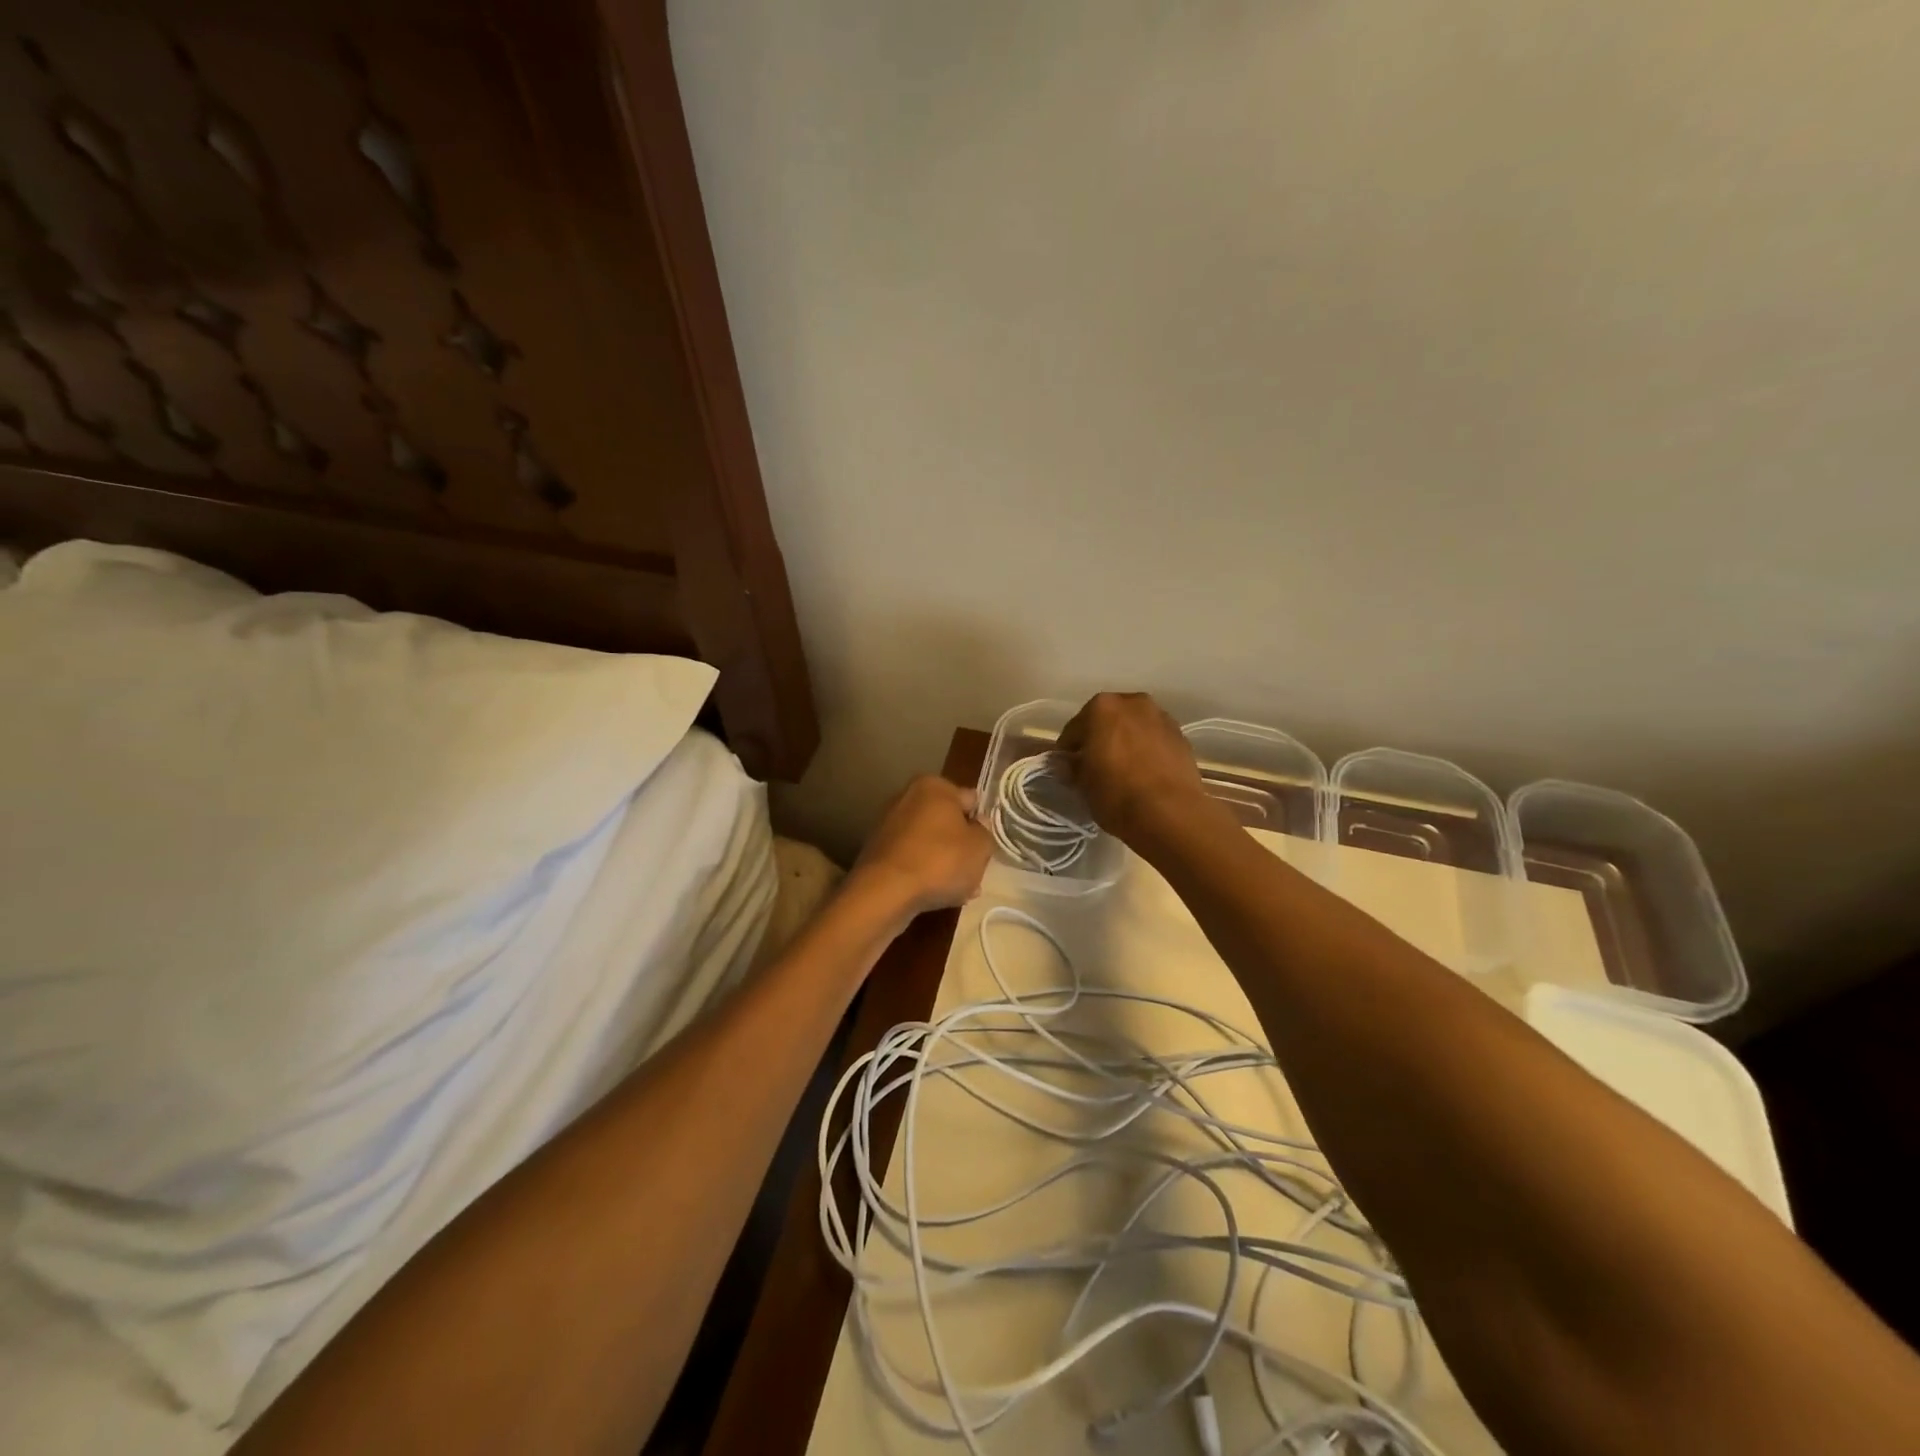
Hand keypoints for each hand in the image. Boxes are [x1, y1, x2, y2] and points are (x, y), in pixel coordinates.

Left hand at [850, 775, 992, 925]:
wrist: (885, 892)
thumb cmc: (940, 861)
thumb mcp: (980, 847)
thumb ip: (985, 832)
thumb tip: (978, 825)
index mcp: (934, 786)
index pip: (970, 801)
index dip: (982, 824)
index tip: (986, 848)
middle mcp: (908, 797)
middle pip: (948, 823)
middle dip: (962, 847)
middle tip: (975, 872)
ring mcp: (889, 824)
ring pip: (930, 843)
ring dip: (945, 863)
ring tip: (959, 891)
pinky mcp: (878, 850)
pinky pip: (912, 858)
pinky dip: (924, 872)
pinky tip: (936, 894)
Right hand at [1056, 692, 1217, 847]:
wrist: (1172, 814)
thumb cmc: (1117, 794)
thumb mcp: (1083, 785)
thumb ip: (1071, 767)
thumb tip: (1066, 763)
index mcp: (1102, 708)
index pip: (1074, 729)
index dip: (1068, 750)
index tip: (1066, 767)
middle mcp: (1133, 703)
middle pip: (1107, 720)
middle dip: (1099, 739)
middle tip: (1093, 766)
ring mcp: (1161, 717)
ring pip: (1134, 727)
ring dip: (1125, 742)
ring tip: (1121, 770)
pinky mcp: (1182, 737)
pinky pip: (1154, 740)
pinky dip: (1146, 750)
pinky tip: (1143, 773)